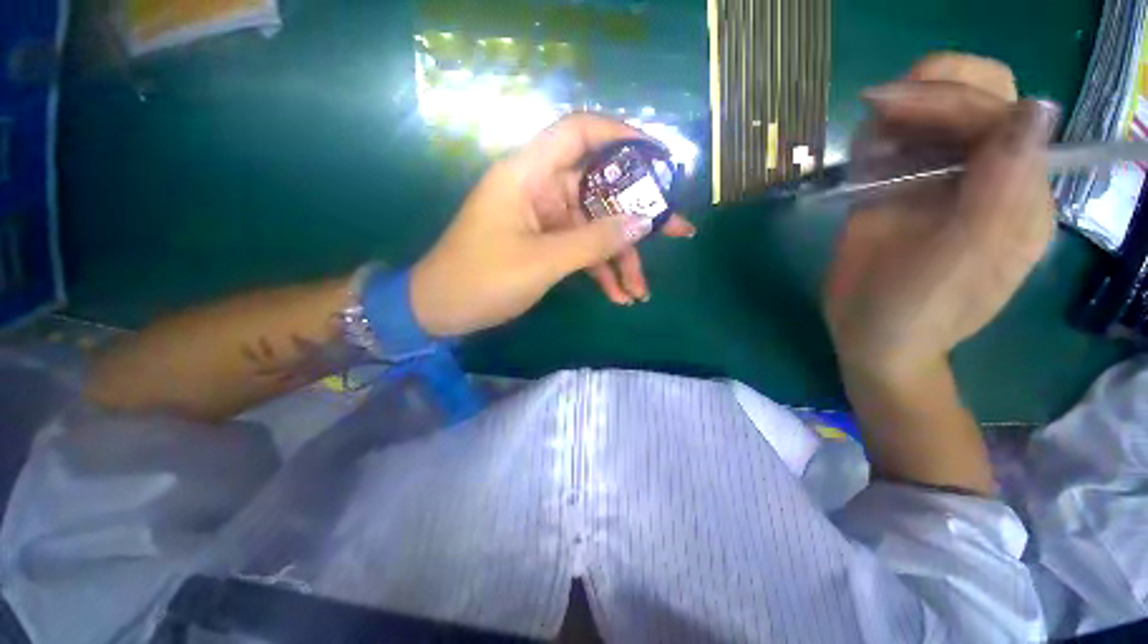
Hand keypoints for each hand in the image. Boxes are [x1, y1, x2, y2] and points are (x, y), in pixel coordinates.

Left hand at [410, 113, 695, 336]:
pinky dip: (599, 271)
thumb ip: (594, 242)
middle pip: (598, 189)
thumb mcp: (542, 262)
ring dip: (619, 258)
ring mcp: (543, 218)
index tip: (659, 158)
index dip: (621, 136)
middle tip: (676, 232)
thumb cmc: (482, 280)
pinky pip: (580, 249)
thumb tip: (643, 223)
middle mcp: (538, 188)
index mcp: (528, 174)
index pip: (579, 132)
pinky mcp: (543, 243)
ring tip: (641, 291)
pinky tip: (618, 296)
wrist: (441, 310)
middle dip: (636, 217)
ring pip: (593, 227)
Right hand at [824, 55, 1058, 380]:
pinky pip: (899, 145)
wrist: (874, 337)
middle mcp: (988, 177)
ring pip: (936, 114)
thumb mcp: (962, 261)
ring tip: (865, 135)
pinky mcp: (902, 191)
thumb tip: (1036, 110)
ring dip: (901, 112)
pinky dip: (878, 139)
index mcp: (1017, 194)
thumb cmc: (916, 312)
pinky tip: (861, 156)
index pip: (1000, 115)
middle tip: (876, 107)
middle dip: (931, 90)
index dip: (950, 101)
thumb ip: (1002, 192)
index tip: (885, 108)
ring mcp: (943, 182)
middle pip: (979, 98)